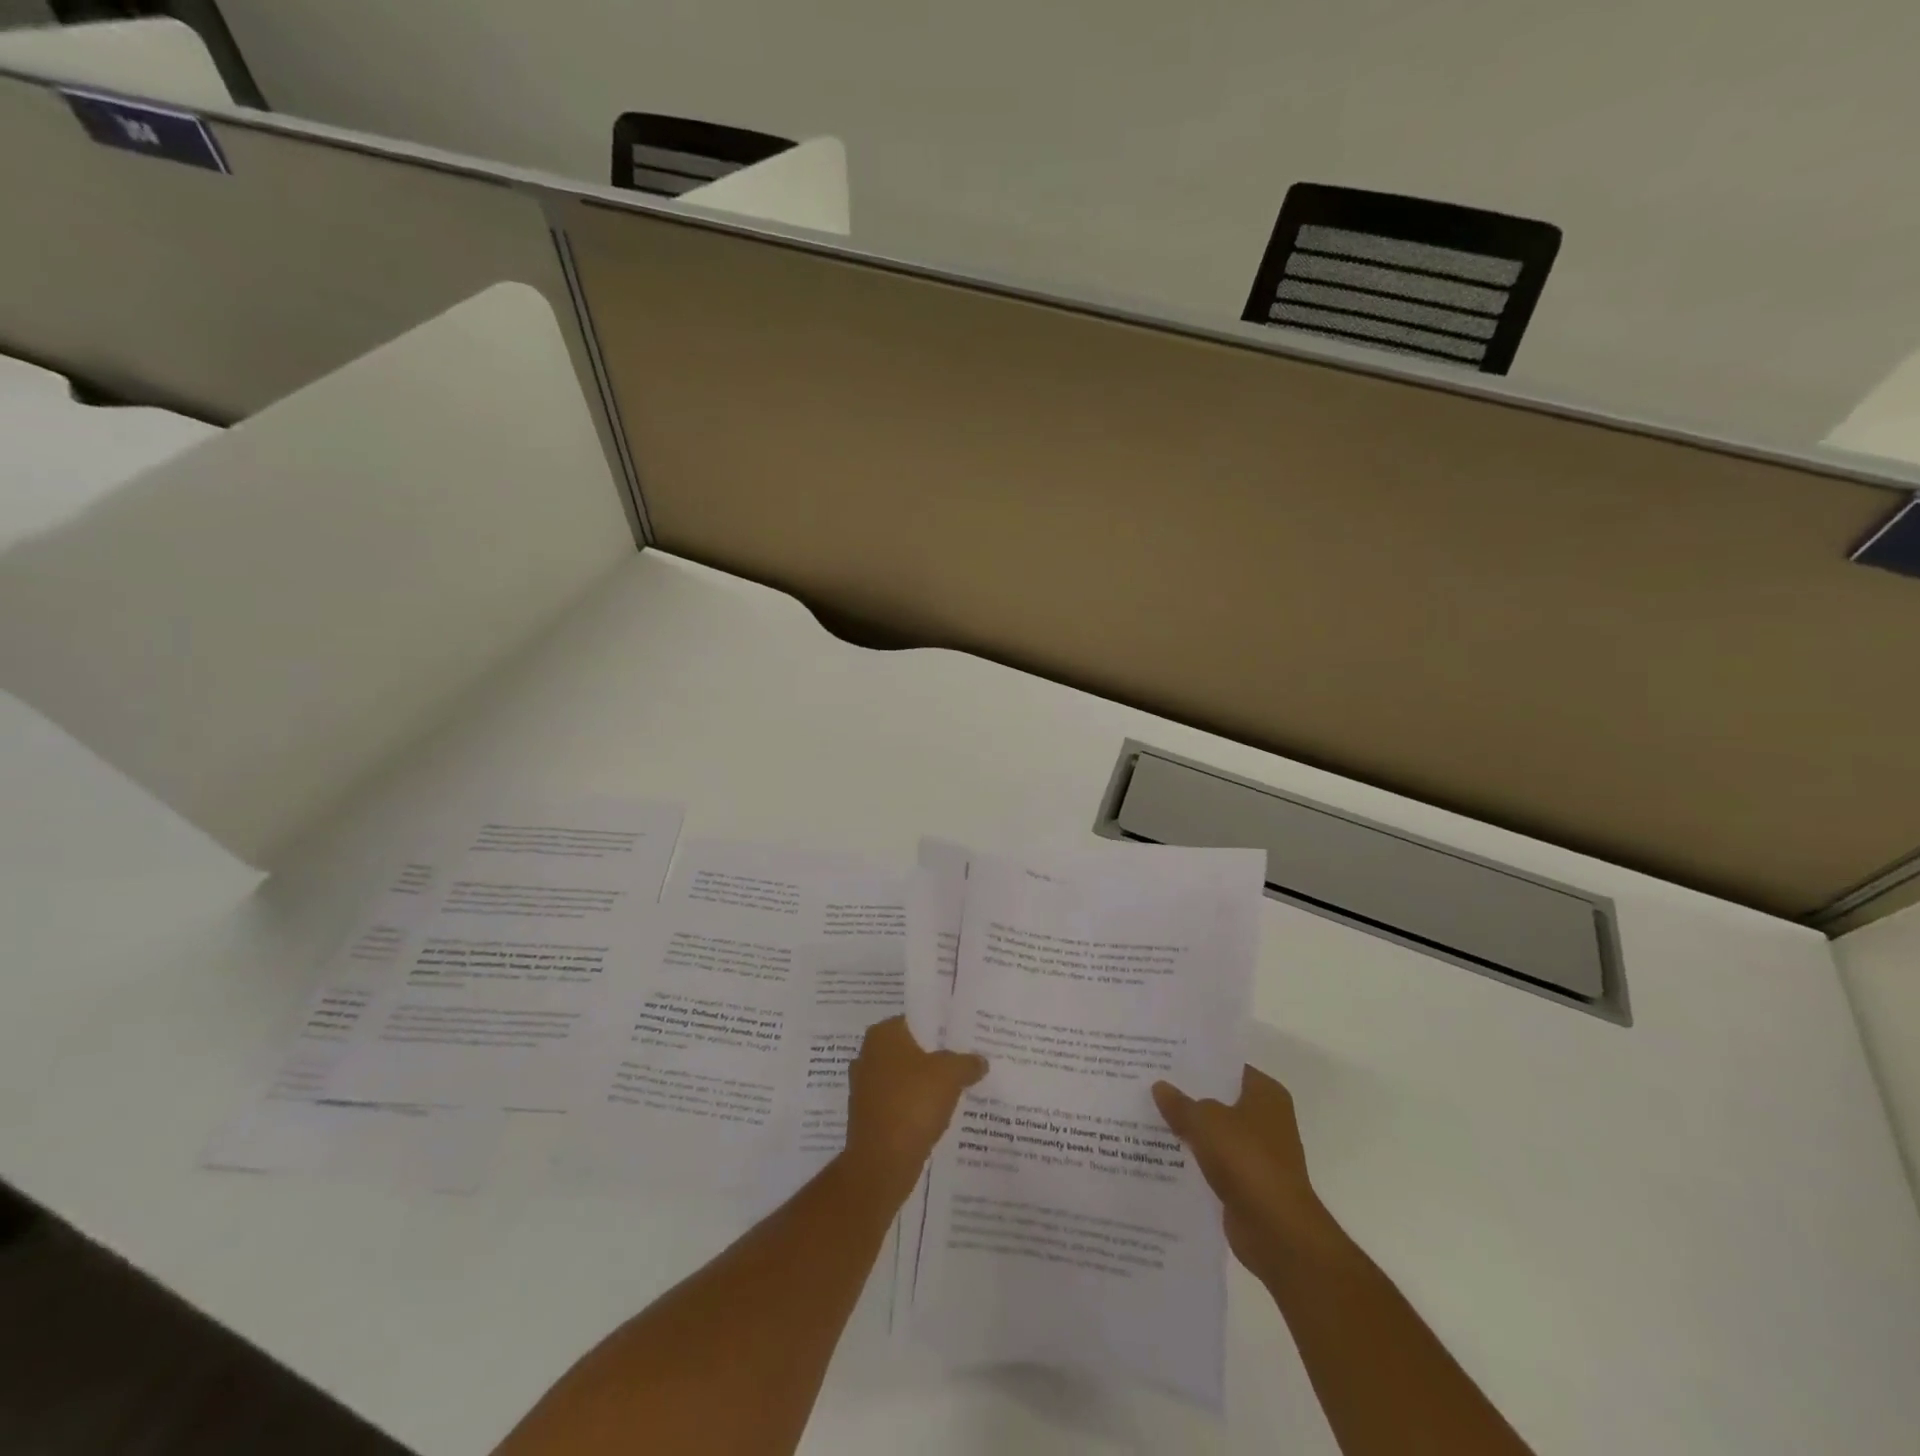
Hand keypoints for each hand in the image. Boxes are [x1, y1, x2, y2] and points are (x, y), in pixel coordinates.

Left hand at [843, 1016, 986, 1198]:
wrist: (881, 1163)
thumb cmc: (913, 1104)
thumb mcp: (950, 1075)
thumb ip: (967, 1062)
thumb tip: (980, 1061)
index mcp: (882, 1035)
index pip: (917, 1020)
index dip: (942, 1028)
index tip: (965, 1037)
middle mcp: (868, 1055)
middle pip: (911, 1049)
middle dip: (935, 1056)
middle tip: (966, 1061)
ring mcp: (865, 1087)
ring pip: (905, 1077)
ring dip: (926, 1084)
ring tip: (958, 1088)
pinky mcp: (869, 1116)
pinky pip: (899, 1102)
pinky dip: (916, 1106)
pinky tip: (939, 1114)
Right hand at [1153, 1066, 1338, 1280]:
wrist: (1277, 1231)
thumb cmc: (1247, 1160)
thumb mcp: (1205, 1121)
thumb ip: (1180, 1103)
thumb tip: (1160, 1087)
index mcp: (1265, 1093)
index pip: (1226, 1065)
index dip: (1196, 1060)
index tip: (1164, 1056)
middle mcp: (1266, 1118)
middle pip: (1219, 1097)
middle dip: (1188, 1093)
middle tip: (1149, 1081)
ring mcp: (1258, 1152)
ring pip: (1215, 1130)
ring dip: (1189, 1128)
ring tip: (1148, 1113)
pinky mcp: (1248, 1182)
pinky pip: (1214, 1160)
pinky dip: (1194, 1158)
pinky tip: (1162, 1151)